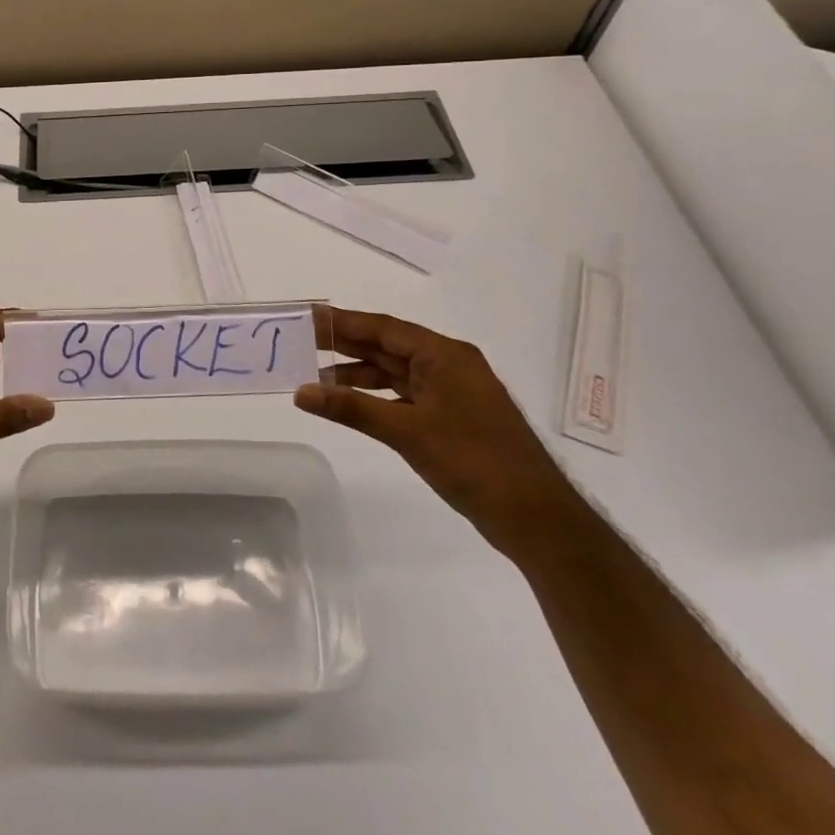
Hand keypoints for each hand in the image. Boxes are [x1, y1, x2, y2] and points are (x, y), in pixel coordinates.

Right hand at [295, 307, 583, 556]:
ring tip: (313, 377)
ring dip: (356, 375)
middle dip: (345, 345)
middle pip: (387, 346)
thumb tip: (300, 392)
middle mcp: (448, 365)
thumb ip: (351, 408)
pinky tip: (349, 404)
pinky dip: (374, 397)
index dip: (342, 322)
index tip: (306, 317)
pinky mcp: (450, 418)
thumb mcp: (407, 431)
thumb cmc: (473, 461)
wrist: (535, 517)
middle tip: (299, 341)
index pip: (383, 328)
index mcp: (444, 355)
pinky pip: (403, 395)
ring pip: (394, 373)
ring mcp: (451, 393)